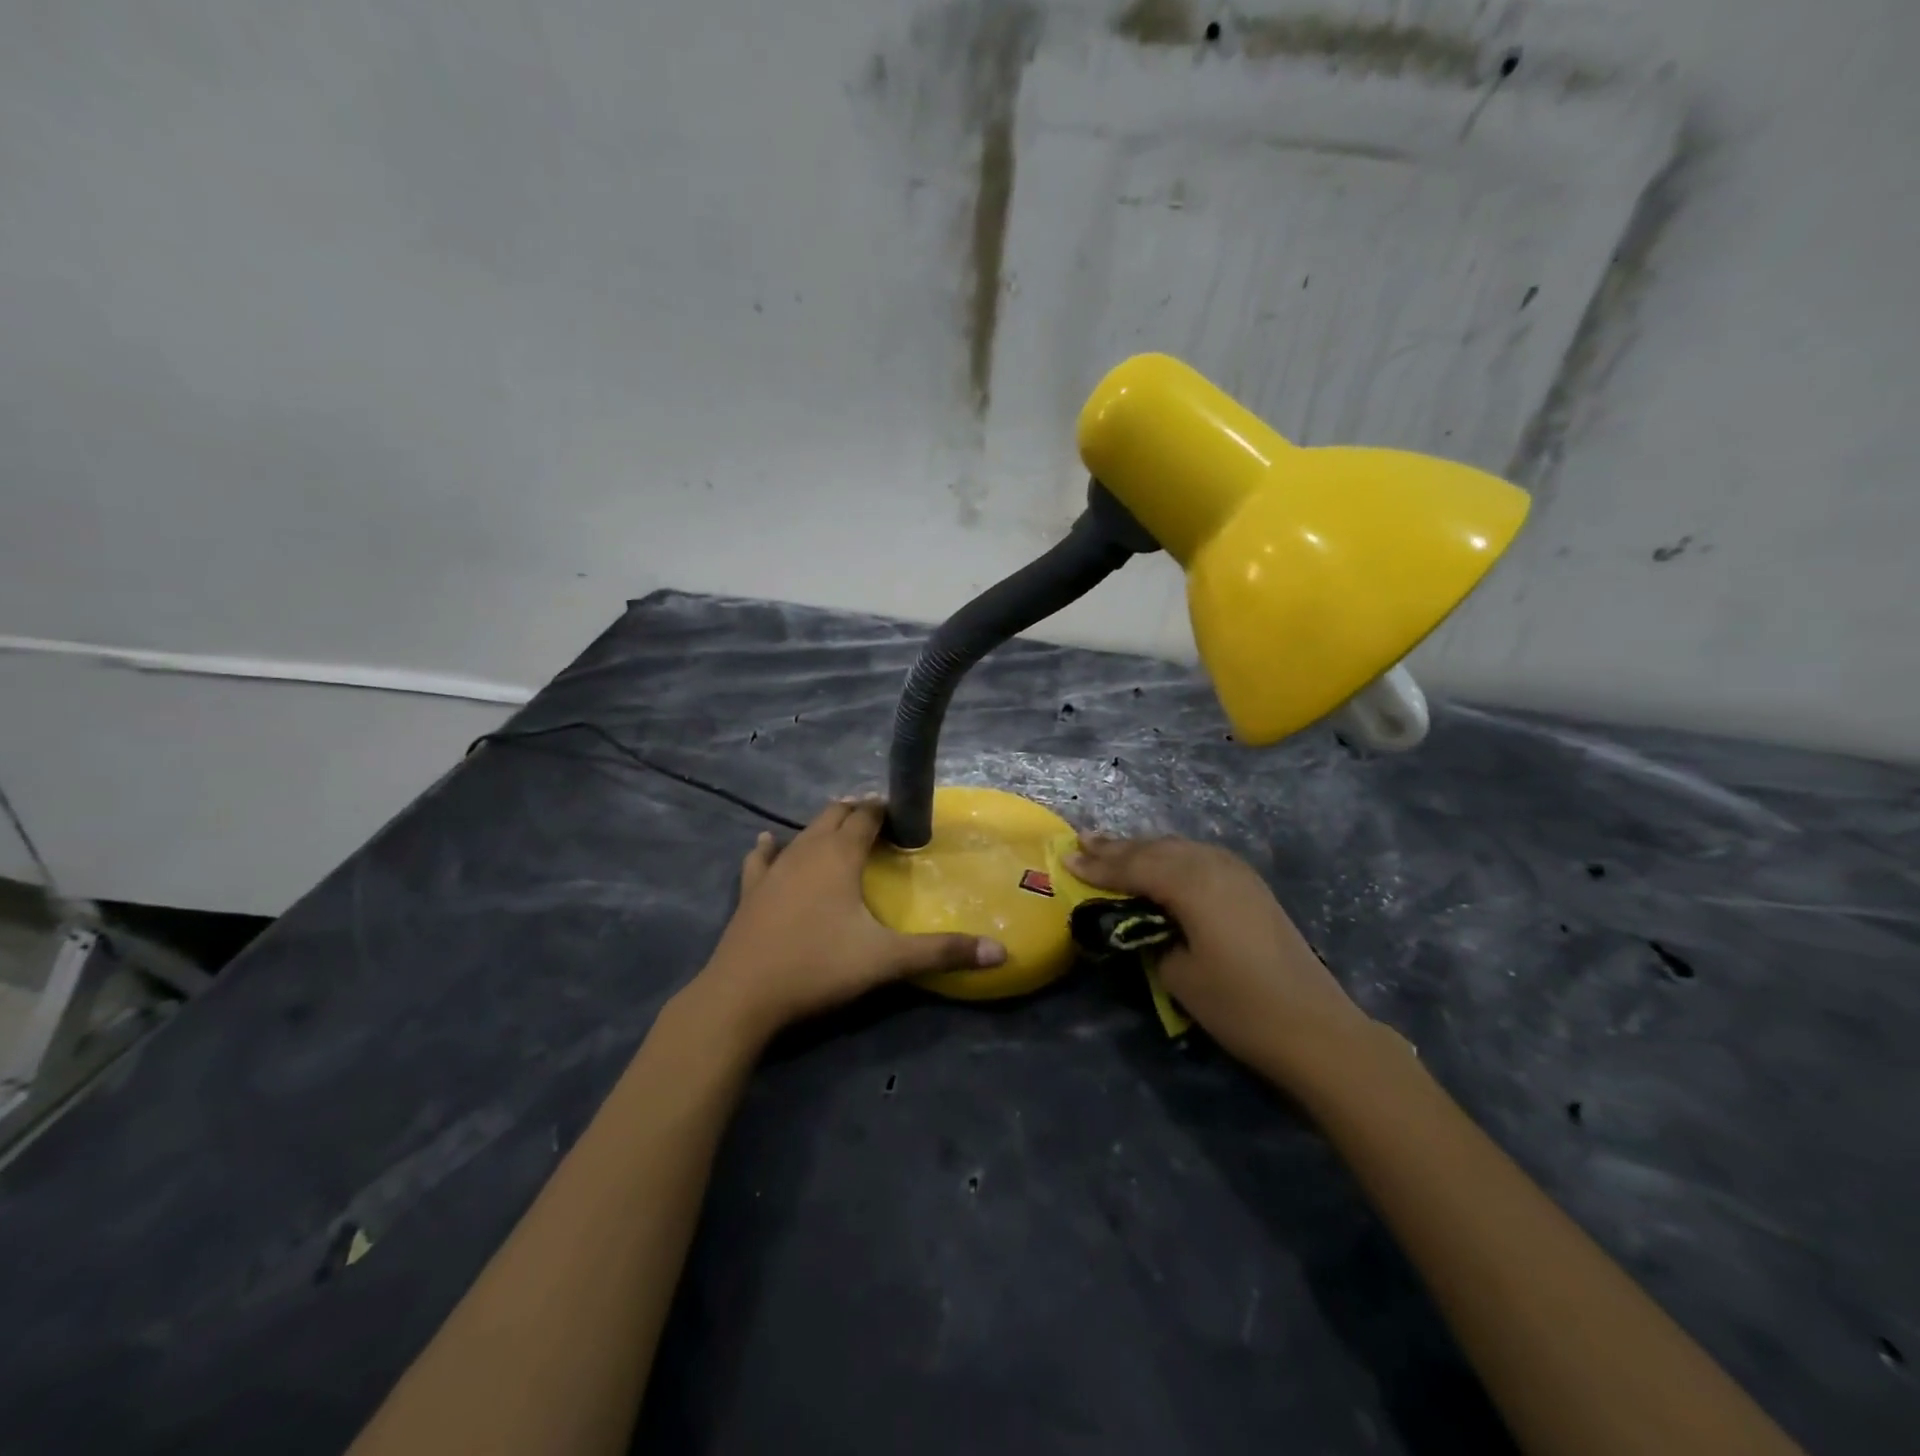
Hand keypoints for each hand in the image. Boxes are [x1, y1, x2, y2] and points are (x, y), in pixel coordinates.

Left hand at [687, 800, 1006, 1044]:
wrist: (742, 996)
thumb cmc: (818, 967)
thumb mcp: (886, 960)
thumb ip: (942, 952)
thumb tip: (1001, 953)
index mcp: (839, 856)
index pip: (866, 817)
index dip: (885, 809)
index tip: (905, 814)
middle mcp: (805, 851)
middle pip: (833, 815)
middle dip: (857, 811)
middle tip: (880, 820)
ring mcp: (773, 870)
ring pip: (802, 833)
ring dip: (823, 826)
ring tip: (840, 827)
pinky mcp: (750, 891)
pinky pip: (761, 858)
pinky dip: (771, 847)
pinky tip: (768, 842)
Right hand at [1065, 835, 1373, 1085]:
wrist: (1314, 1028)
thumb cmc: (1239, 1005)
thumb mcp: (1178, 973)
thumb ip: (1151, 935)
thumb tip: (1142, 919)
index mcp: (1192, 884)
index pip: (1134, 867)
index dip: (1098, 866)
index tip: (1065, 859)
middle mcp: (1214, 865)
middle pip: (1156, 849)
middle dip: (1117, 847)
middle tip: (1082, 840)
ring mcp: (1237, 873)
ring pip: (1179, 848)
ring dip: (1144, 848)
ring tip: (1111, 845)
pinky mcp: (1251, 886)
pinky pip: (1199, 857)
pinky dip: (1171, 856)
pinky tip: (1160, 859)